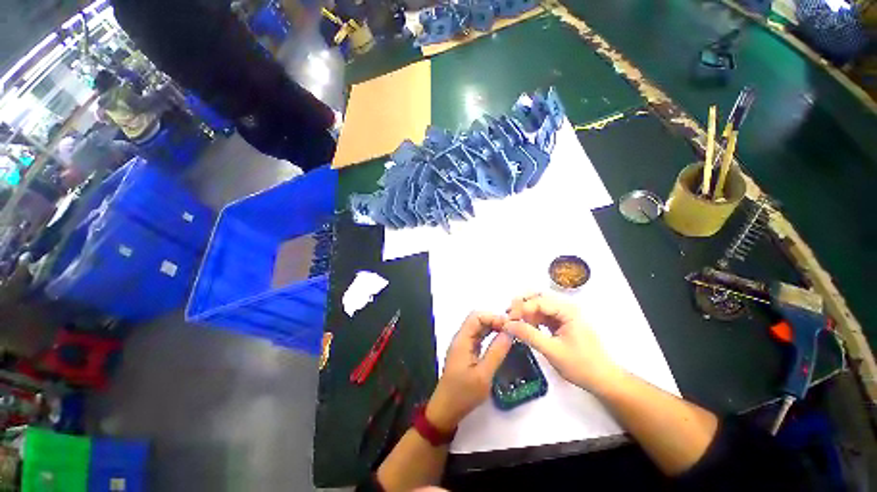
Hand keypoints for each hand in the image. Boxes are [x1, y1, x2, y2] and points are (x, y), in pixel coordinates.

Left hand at [426, 312, 512, 431]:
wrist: (447, 409)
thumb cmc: (463, 393)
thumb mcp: (483, 374)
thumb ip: (496, 352)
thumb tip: (509, 333)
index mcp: (462, 339)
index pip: (477, 317)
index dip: (493, 317)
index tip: (510, 326)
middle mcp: (462, 338)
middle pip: (478, 320)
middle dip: (495, 321)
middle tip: (512, 330)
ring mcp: (463, 345)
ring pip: (479, 328)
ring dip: (493, 328)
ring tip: (510, 335)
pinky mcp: (466, 352)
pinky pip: (479, 338)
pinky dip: (490, 336)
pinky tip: (501, 342)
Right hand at [505, 293, 621, 393]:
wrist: (603, 380)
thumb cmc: (581, 365)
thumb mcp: (552, 351)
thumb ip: (529, 335)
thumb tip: (508, 325)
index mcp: (567, 311)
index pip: (538, 301)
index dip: (521, 308)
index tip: (509, 320)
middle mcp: (565, 308)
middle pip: (538, 297)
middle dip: (522, 304)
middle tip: (510, 316)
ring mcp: (563, 315)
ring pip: (539, 305)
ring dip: (525, 311)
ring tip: (515, 323)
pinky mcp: (561, 323)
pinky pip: (542, 315)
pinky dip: (532, 319)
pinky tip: (526, 328)